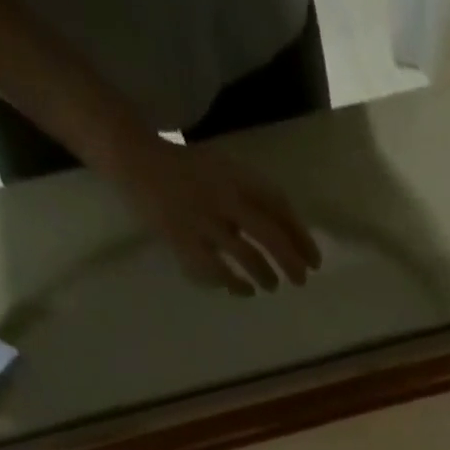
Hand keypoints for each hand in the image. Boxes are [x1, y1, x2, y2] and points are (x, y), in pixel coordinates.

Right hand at [118, 139, 321, 295]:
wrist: (135, 158)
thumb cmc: (189, 170)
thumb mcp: (226, 172)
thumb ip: (255, 198)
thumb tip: (292, 238)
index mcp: (234, 175)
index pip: (278, 205)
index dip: (300, 236)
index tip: (314, 261)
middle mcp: (220, 196)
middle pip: (267, 234)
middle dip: (289, 261)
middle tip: (300, 281)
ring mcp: (201, 220)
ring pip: (244, 256)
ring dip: (264, 276)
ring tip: (270, 285)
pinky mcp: (182, 242)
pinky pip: (215, 273)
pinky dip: (234, 286)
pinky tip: (243, 291)